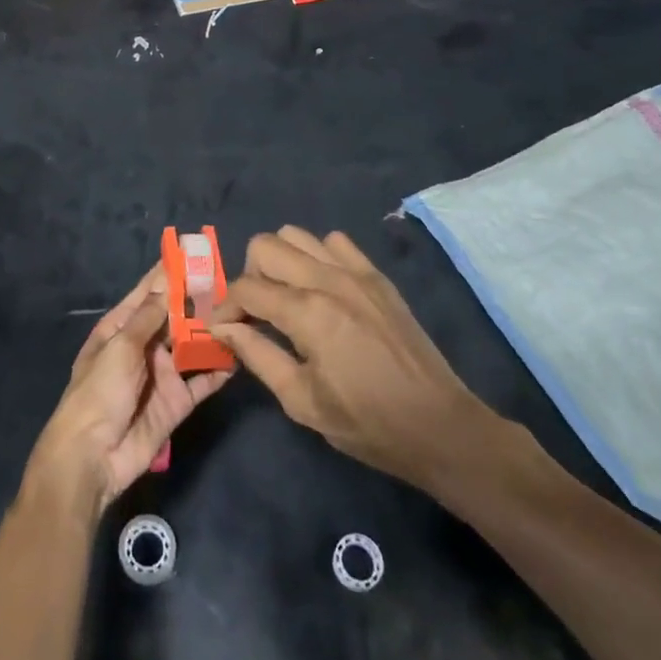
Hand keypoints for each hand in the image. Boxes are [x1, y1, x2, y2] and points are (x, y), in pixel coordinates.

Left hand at [24, 265, 231, 519]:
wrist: (93, 457)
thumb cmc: (99, 393)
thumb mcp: (120, 348)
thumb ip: (149, 317)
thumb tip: (167, 282)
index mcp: (120, 329)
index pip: (147, 293)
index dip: (167, 273)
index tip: (191, 250)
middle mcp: (143, 347)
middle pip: (174, 318)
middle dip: (197, 300)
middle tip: (229, 280)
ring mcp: (161, 374)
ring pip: (191, 346)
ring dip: (211, 331)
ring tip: (241, 311)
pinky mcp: (177, 402)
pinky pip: (202, 381)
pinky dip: (218, 369)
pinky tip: (239, 355)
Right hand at [214, 228, 522, 494]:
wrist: (438, 425)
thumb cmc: (366, 423)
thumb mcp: (302, 401)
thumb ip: (258, 355)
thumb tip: (224, 327)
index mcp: (307, 313)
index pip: (246, 287)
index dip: (225, 306)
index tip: (222, 327)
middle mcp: (328, 279)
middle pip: (265, 245)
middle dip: (248, 275)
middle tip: (255, 312)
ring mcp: (356, 272)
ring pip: (296, 235)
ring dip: (280, 261)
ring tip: (285, 297)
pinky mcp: (376, 275)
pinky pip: (334, 242)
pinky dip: (316, 256)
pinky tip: (321, 288)